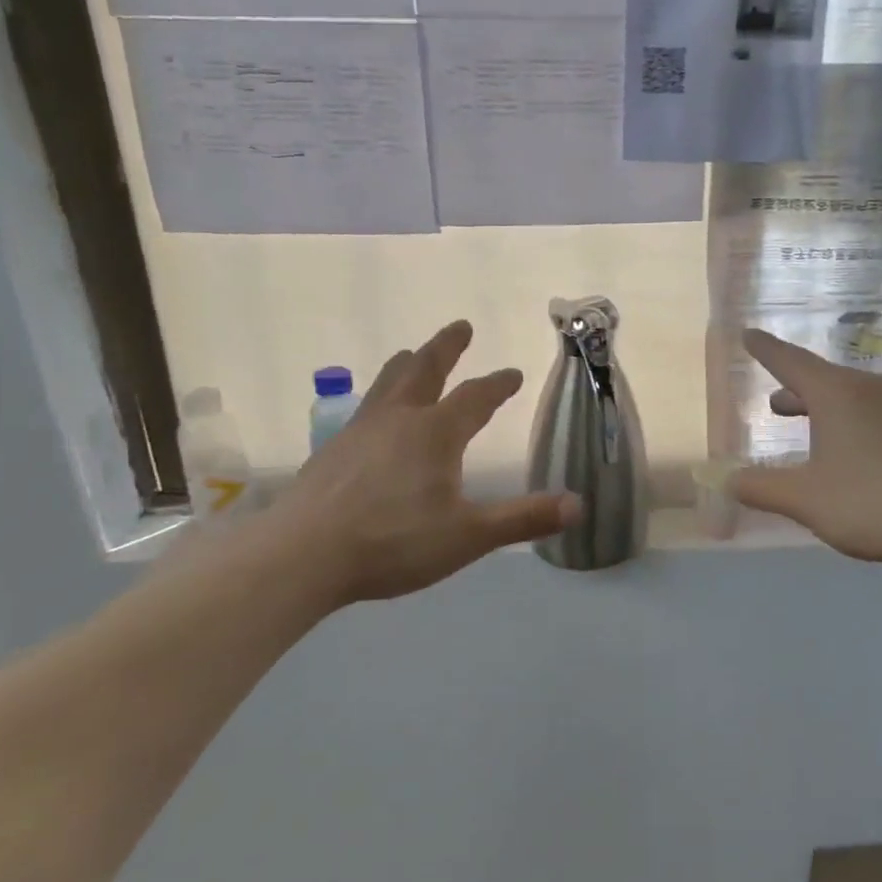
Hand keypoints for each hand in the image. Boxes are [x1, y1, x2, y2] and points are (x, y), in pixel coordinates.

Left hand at [263, 321, 578, 606]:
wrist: (303, 556)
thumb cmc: (394, 542)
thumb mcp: (469, 536)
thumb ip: (523, 519)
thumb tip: (578, 505)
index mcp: (435, 433)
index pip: (476, 397)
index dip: (498, 385)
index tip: (513, 374)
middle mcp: (398, 420)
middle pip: (425, 370)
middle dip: (447, 347)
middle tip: (461, 326)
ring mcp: (359, 432)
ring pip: (387, 384)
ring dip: (407, 365)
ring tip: (410, 354)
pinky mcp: (332, 452)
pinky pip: (364, 410)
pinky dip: (379, 399)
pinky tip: (373, 417)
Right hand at [727, 329, 881, 580]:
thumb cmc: (871, 502)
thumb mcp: (805, 499)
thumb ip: (760, 487)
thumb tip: (725, 479)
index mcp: (837, 393)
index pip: (790, 360)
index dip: (764, 349)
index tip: (748, 334)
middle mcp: (871, 386)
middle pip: (823, 379)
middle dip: (795, 390)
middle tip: (775, 405)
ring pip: (852, 395)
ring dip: (825, 408)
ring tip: (811, 428)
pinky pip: (877, 411)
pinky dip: (854, 421)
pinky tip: (855, 451)